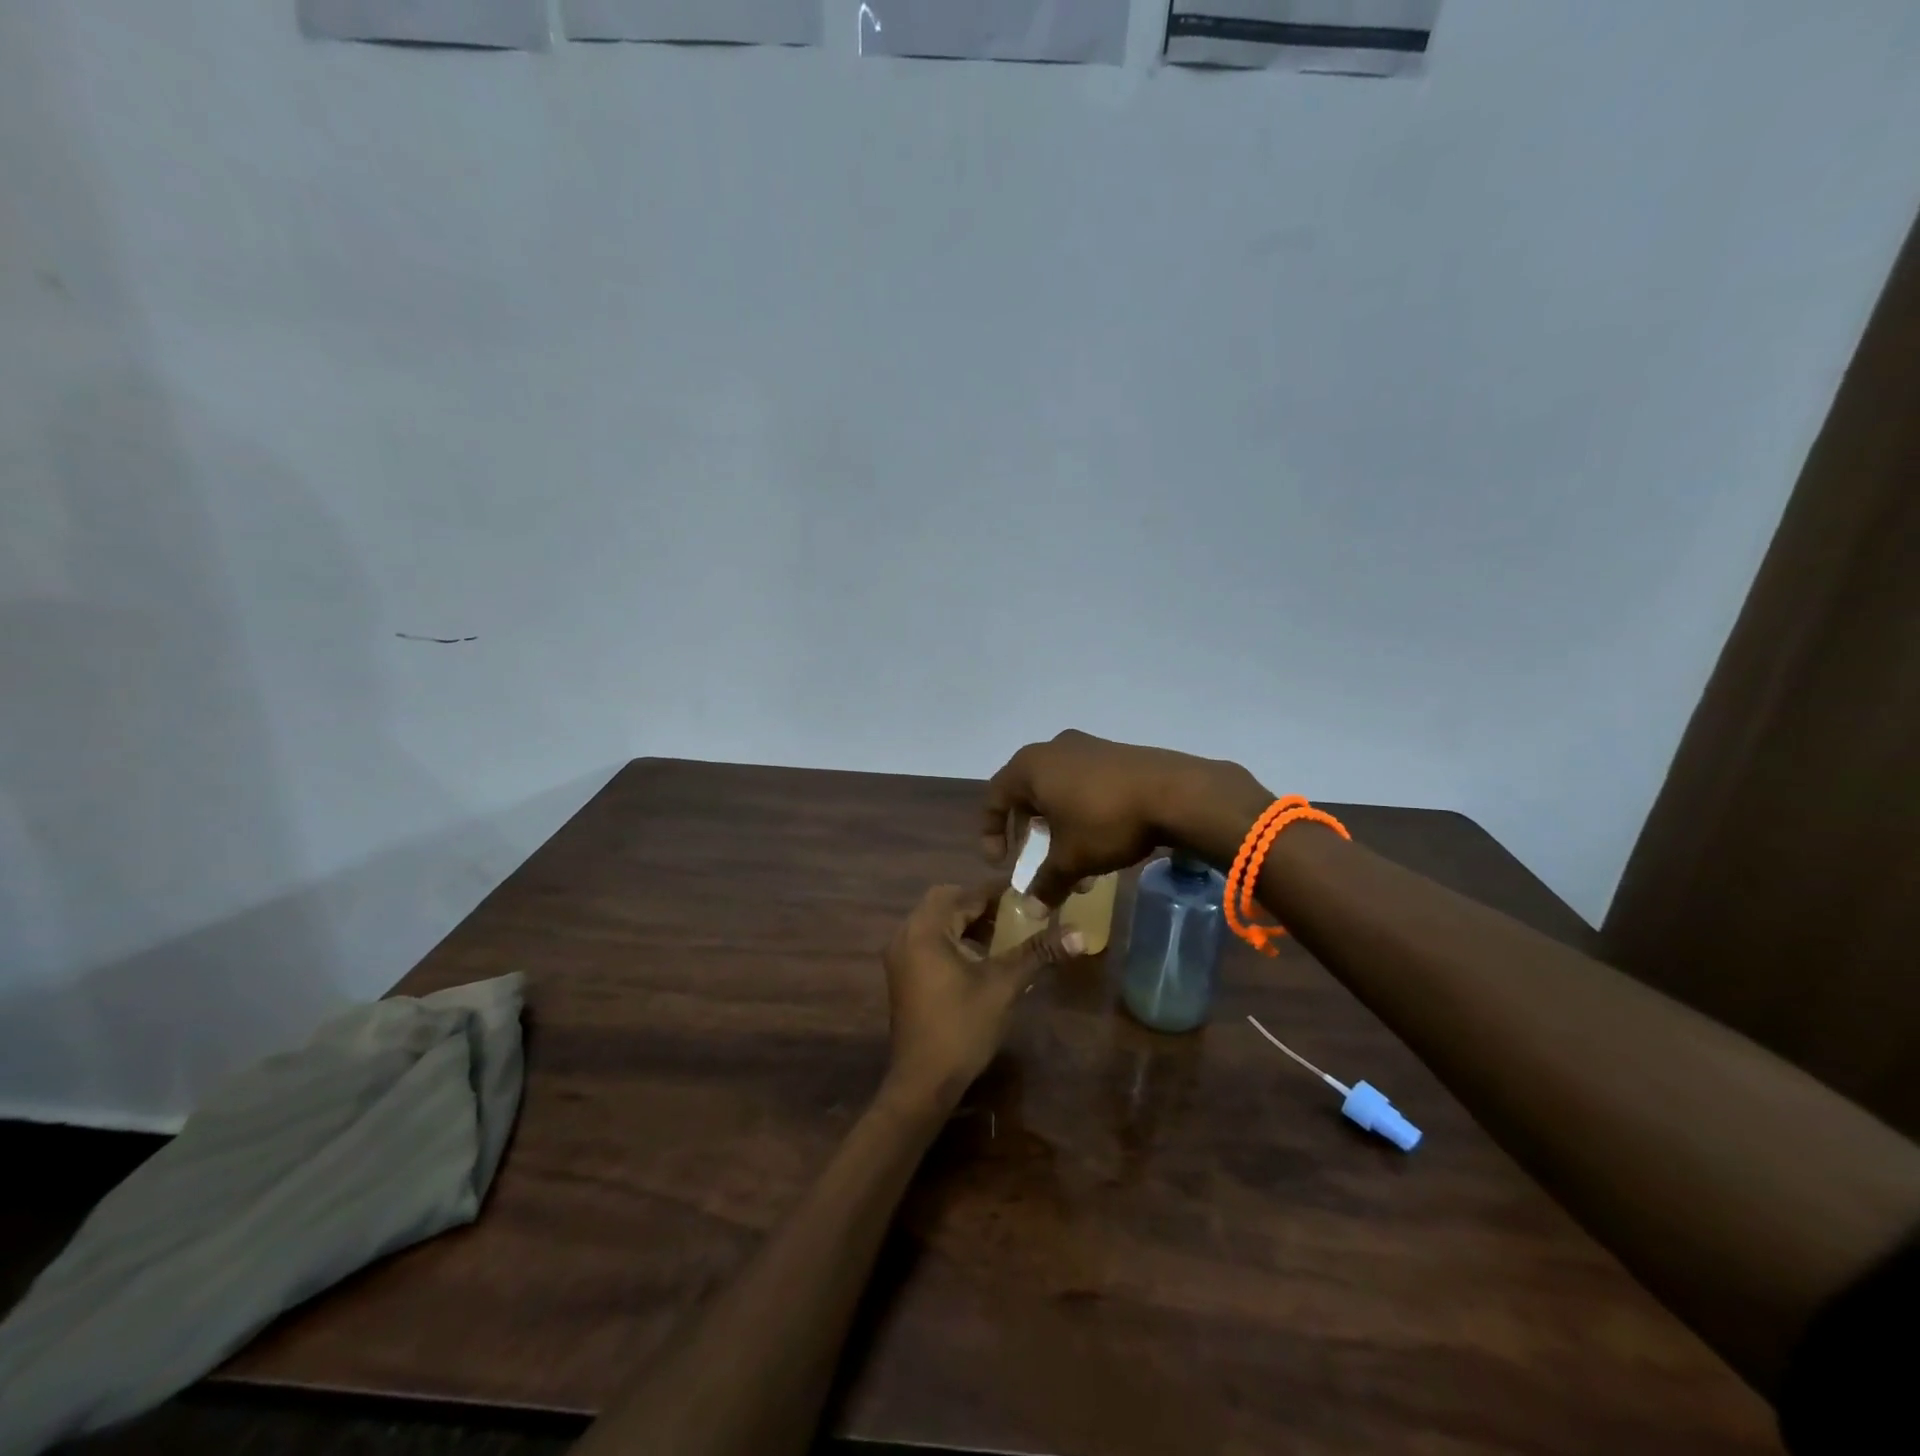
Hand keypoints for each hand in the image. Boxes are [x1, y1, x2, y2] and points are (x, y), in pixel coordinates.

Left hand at [882, 883, 1082, 1110]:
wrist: (923, 1081)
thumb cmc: (962, 1027)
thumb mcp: (1004, 985)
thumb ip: (1038, 952)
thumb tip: (1080, 934)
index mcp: (926, 929)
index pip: (965, 894)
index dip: (998, 894)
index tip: (1029, 896)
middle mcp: (907, 935)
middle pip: (946, 902)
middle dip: (980, 906)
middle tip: (1014, 916)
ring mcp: (901, 956)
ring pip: (936, 923)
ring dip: (967, 923)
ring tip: (1002, 937)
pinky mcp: (903, 975)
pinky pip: (929, 941)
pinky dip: (953, 940)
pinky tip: (979, 960)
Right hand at [983, 730, 1271, 904]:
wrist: (1176, 792)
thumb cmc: (1105, 821)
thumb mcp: (1071, 859)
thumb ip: (1045, 883)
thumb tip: (1031, 909)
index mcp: (1029, 767)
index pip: (994, 798)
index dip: (991, 833)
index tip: (1001, 863)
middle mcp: (1052, 749)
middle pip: (1027, 794)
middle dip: (1031, 834)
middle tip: (1035, 861)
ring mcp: (1086, 747)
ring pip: (1059, 791)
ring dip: (1059, 829)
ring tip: (1076, 864)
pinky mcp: (1115, 753)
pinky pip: (1084, 784)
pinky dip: (1081, 813)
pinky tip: (1100, 841)